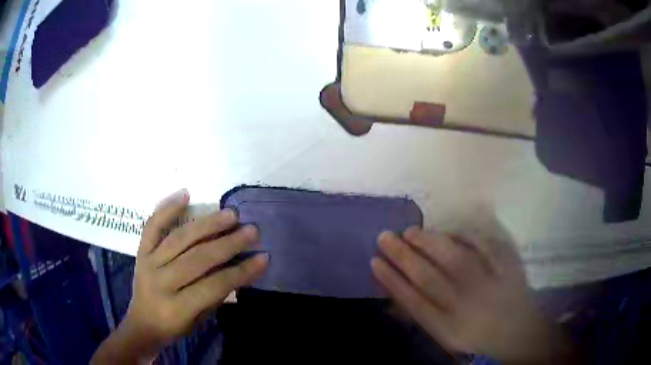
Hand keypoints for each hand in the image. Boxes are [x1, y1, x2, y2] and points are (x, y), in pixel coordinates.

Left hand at [91, 189, 267, 363]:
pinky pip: (153, 226)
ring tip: (231, 214)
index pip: (215, 285)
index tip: (263, 257)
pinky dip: (167, 208)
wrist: (141, 322)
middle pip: (198, 258)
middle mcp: (161, 281)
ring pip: (180, 238)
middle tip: (252, 230)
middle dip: (228, 243)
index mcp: (177, 307)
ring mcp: (148, 262)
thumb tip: (240, 269)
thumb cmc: (174, 326)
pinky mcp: (141, 250)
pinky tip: (185, 195)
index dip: (241, 272)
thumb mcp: (199, 320)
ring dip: (207, 224)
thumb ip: (217, 295)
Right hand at [372, 222, 574, 362]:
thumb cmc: (478, 338)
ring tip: (410, 231)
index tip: (374, 261)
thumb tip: (395, 295)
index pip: (414, 302)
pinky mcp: (508, 270)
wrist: (520, 334)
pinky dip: (468, 236)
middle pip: (430, 278)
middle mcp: (468, 307)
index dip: (392, 281)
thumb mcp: (446, 337)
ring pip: (456, 260)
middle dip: (403, 257)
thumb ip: (423, 317)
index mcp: (450, 329)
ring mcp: (491, 286)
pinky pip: (487, 248)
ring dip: (430, 243)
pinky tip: (451, 229)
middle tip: (385, 237)